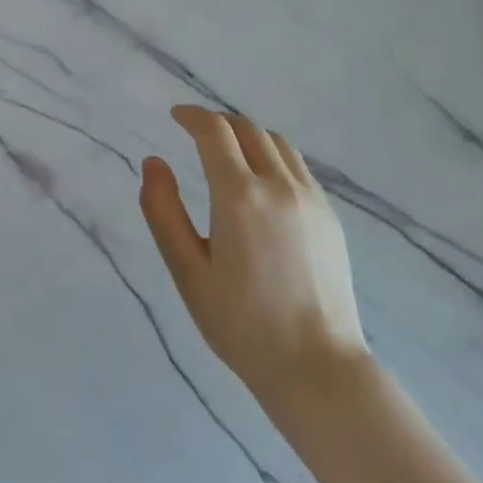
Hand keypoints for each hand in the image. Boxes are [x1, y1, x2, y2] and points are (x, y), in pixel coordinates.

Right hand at [139, 106, 368, 401]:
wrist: (317, 367)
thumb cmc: (241, 324)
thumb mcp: (187, 271)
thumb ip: (163, 211)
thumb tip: (153, 163)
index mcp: (239, 196)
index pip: (214, 131)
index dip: (192, 116)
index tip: (175, 116)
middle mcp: (278, 186)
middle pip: (247, 129)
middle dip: (218, 122)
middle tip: (195, 134)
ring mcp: (311, 199)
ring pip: (277, 143)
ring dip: (247, 136)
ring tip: (227, 153)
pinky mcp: (329, 217)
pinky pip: (297, 167)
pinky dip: (272, 157)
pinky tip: (261, 183)